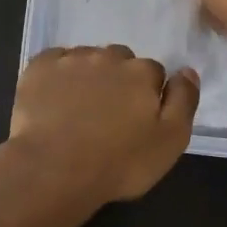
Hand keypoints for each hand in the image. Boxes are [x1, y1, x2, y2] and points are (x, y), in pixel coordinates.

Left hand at [0, 45, 198, 218]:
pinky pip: (54, 61)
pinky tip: (53, 98)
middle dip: (118, 80)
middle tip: (108, 114)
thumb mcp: (170, 142)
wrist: (53, 170)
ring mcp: (71, 59)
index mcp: (141, 72)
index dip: (148, 95)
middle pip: (120, 60)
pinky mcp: (39, 67)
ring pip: (87, 58)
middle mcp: (108, 56)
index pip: (153, 73)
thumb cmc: (118, 163)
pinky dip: (57, 74)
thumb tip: (187, 71)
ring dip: (88, 75)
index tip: (137, 119)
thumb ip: (184, 101)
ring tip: (79, 109)